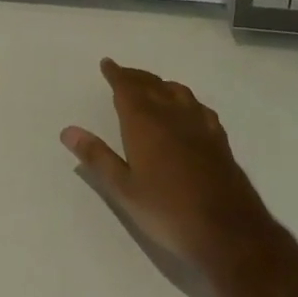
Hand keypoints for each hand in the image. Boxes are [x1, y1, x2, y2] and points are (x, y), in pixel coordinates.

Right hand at [62, 59, 286, 287]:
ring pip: (177, 92)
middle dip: (135, 76)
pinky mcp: (219, 140)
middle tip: (123, 73)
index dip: (116, 74)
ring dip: (161, 84)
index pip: (126, 87)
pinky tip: (189, 110)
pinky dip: (187, 101)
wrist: (229, 233)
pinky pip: (199, 108)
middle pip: (151, 84)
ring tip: (152, 87)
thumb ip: (97, 157)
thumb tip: (68, 131)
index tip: (107, 63)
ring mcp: (199, 125)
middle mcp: (171, 114)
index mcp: (145, 122)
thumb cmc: (168, 211)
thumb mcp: (124, 190)